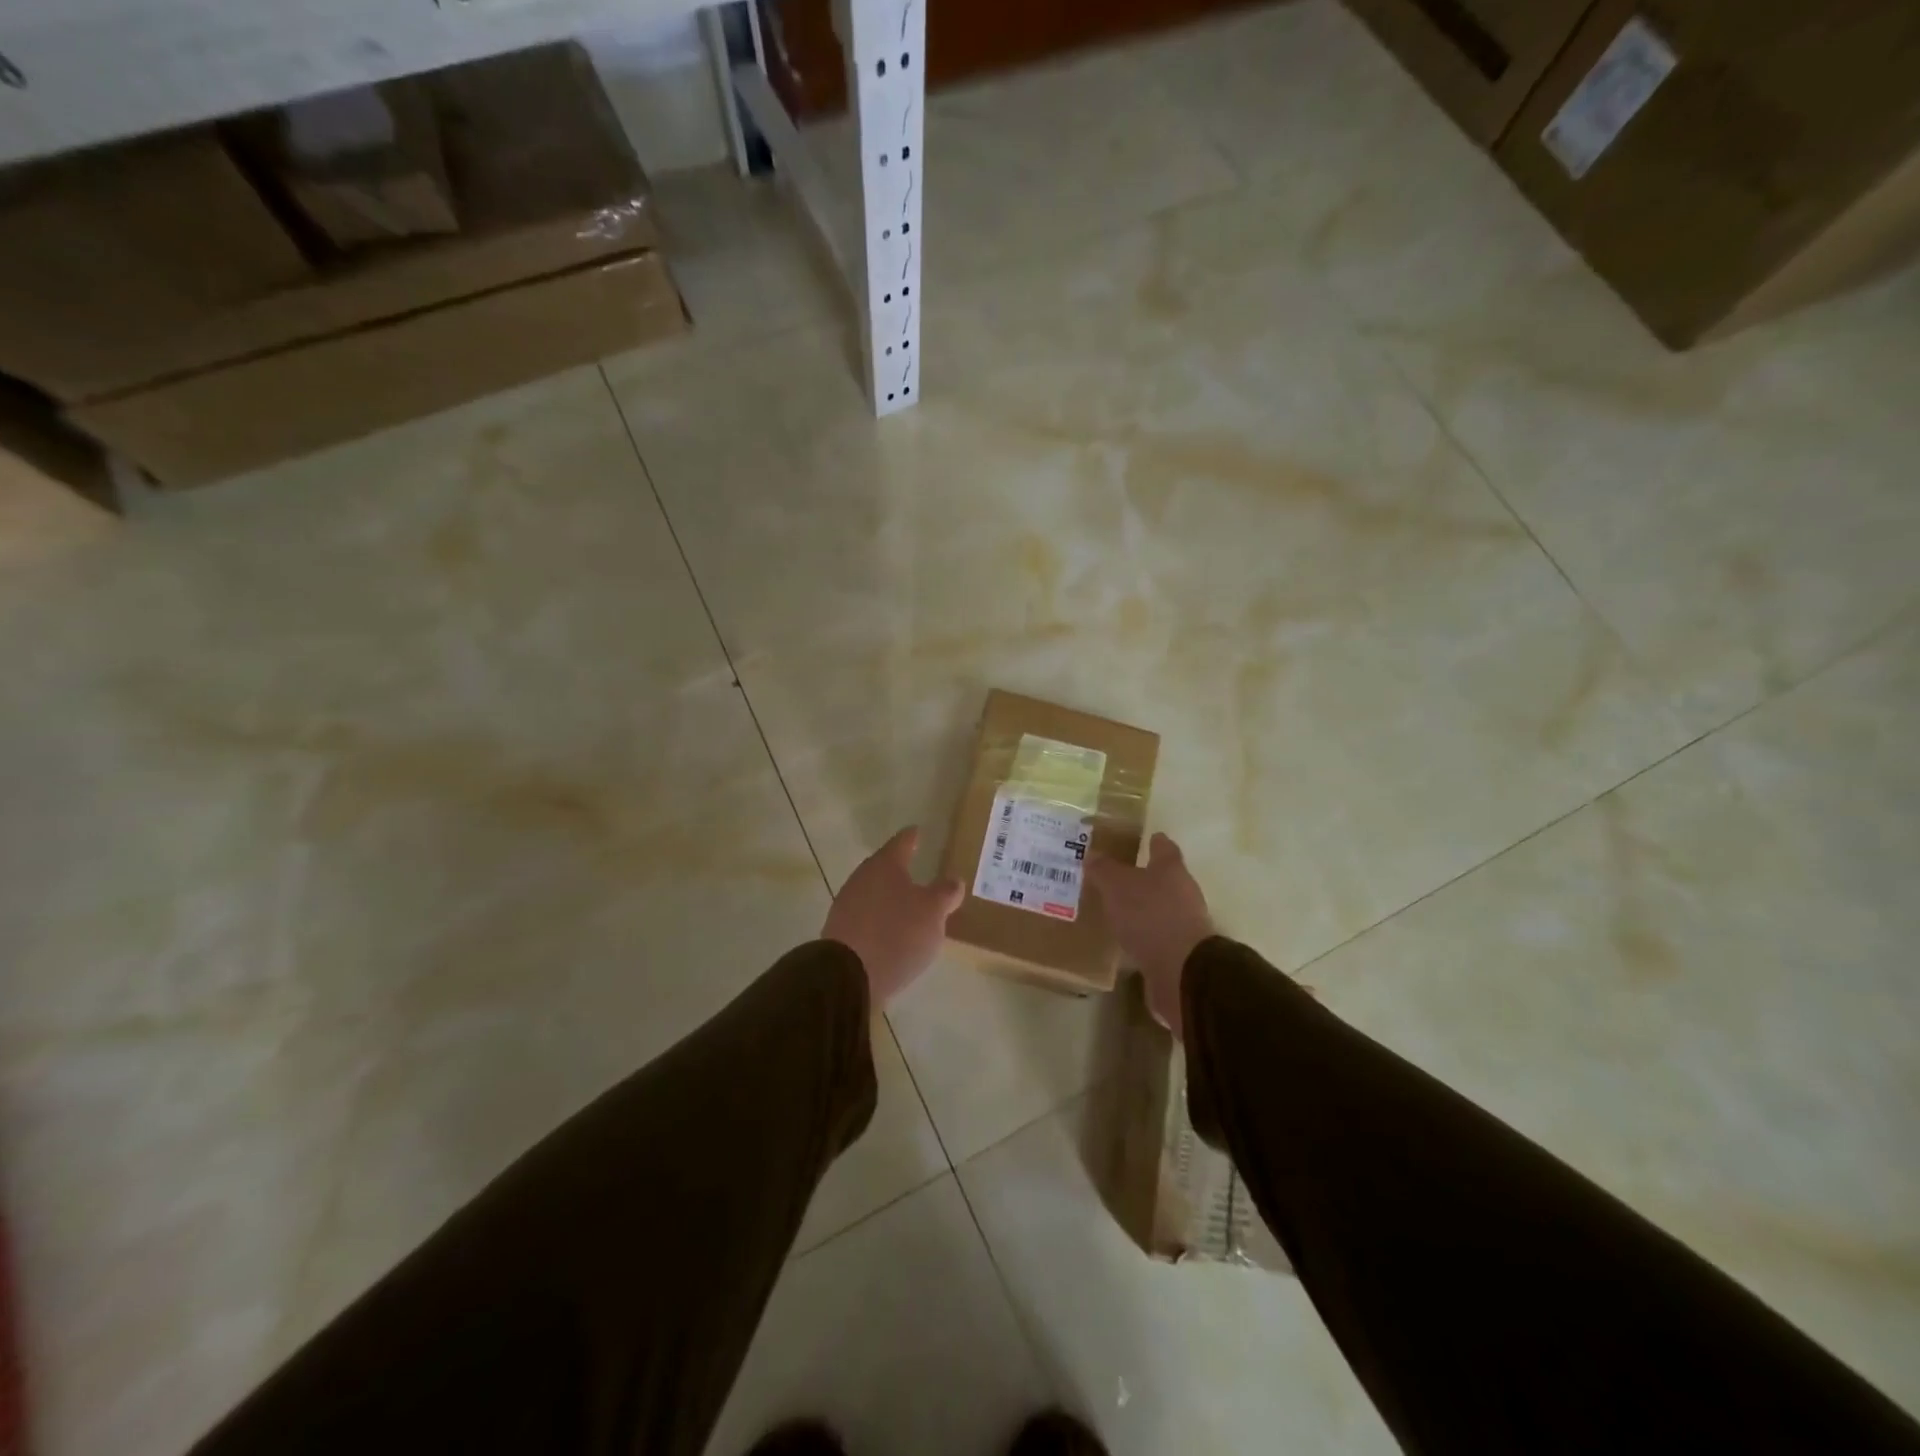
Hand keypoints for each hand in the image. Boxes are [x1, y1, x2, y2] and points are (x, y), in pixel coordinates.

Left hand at [822, 827, 964, 1007]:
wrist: (848, 975)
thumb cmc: (897, 933)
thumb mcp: (933, 912)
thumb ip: (945, 893)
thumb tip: (954, 879)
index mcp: (885, 865)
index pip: (902, 842)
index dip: (912, 837)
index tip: (917, 831)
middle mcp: (862, 878)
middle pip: (884, 867)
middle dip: (899, 868)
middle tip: (917, 868)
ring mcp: (847, 904)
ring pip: (873, 892)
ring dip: (889, 896)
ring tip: (906, 903)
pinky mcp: (840, 931)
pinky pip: (865, 916)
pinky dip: (879, 917)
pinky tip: (889, 930)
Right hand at [1086, 832, 1213, 1039]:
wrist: (1182, 970)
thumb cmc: (1149, 915)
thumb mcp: (1117, 886)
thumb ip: (1104, 870)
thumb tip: (1092, 854)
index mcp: (1171, 869)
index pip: (1164, 848)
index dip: (1155, 842)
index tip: (1148, 837)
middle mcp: (1183, 892)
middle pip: (1165, 878)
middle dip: (1144, 877)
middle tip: (1117, 877)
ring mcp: (1185, 924)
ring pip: (1160, 908)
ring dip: (1143, 909)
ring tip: (1116, 910)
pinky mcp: (1180, 952)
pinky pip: (1157, 936)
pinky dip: (1144, 936)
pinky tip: (1125, 940)